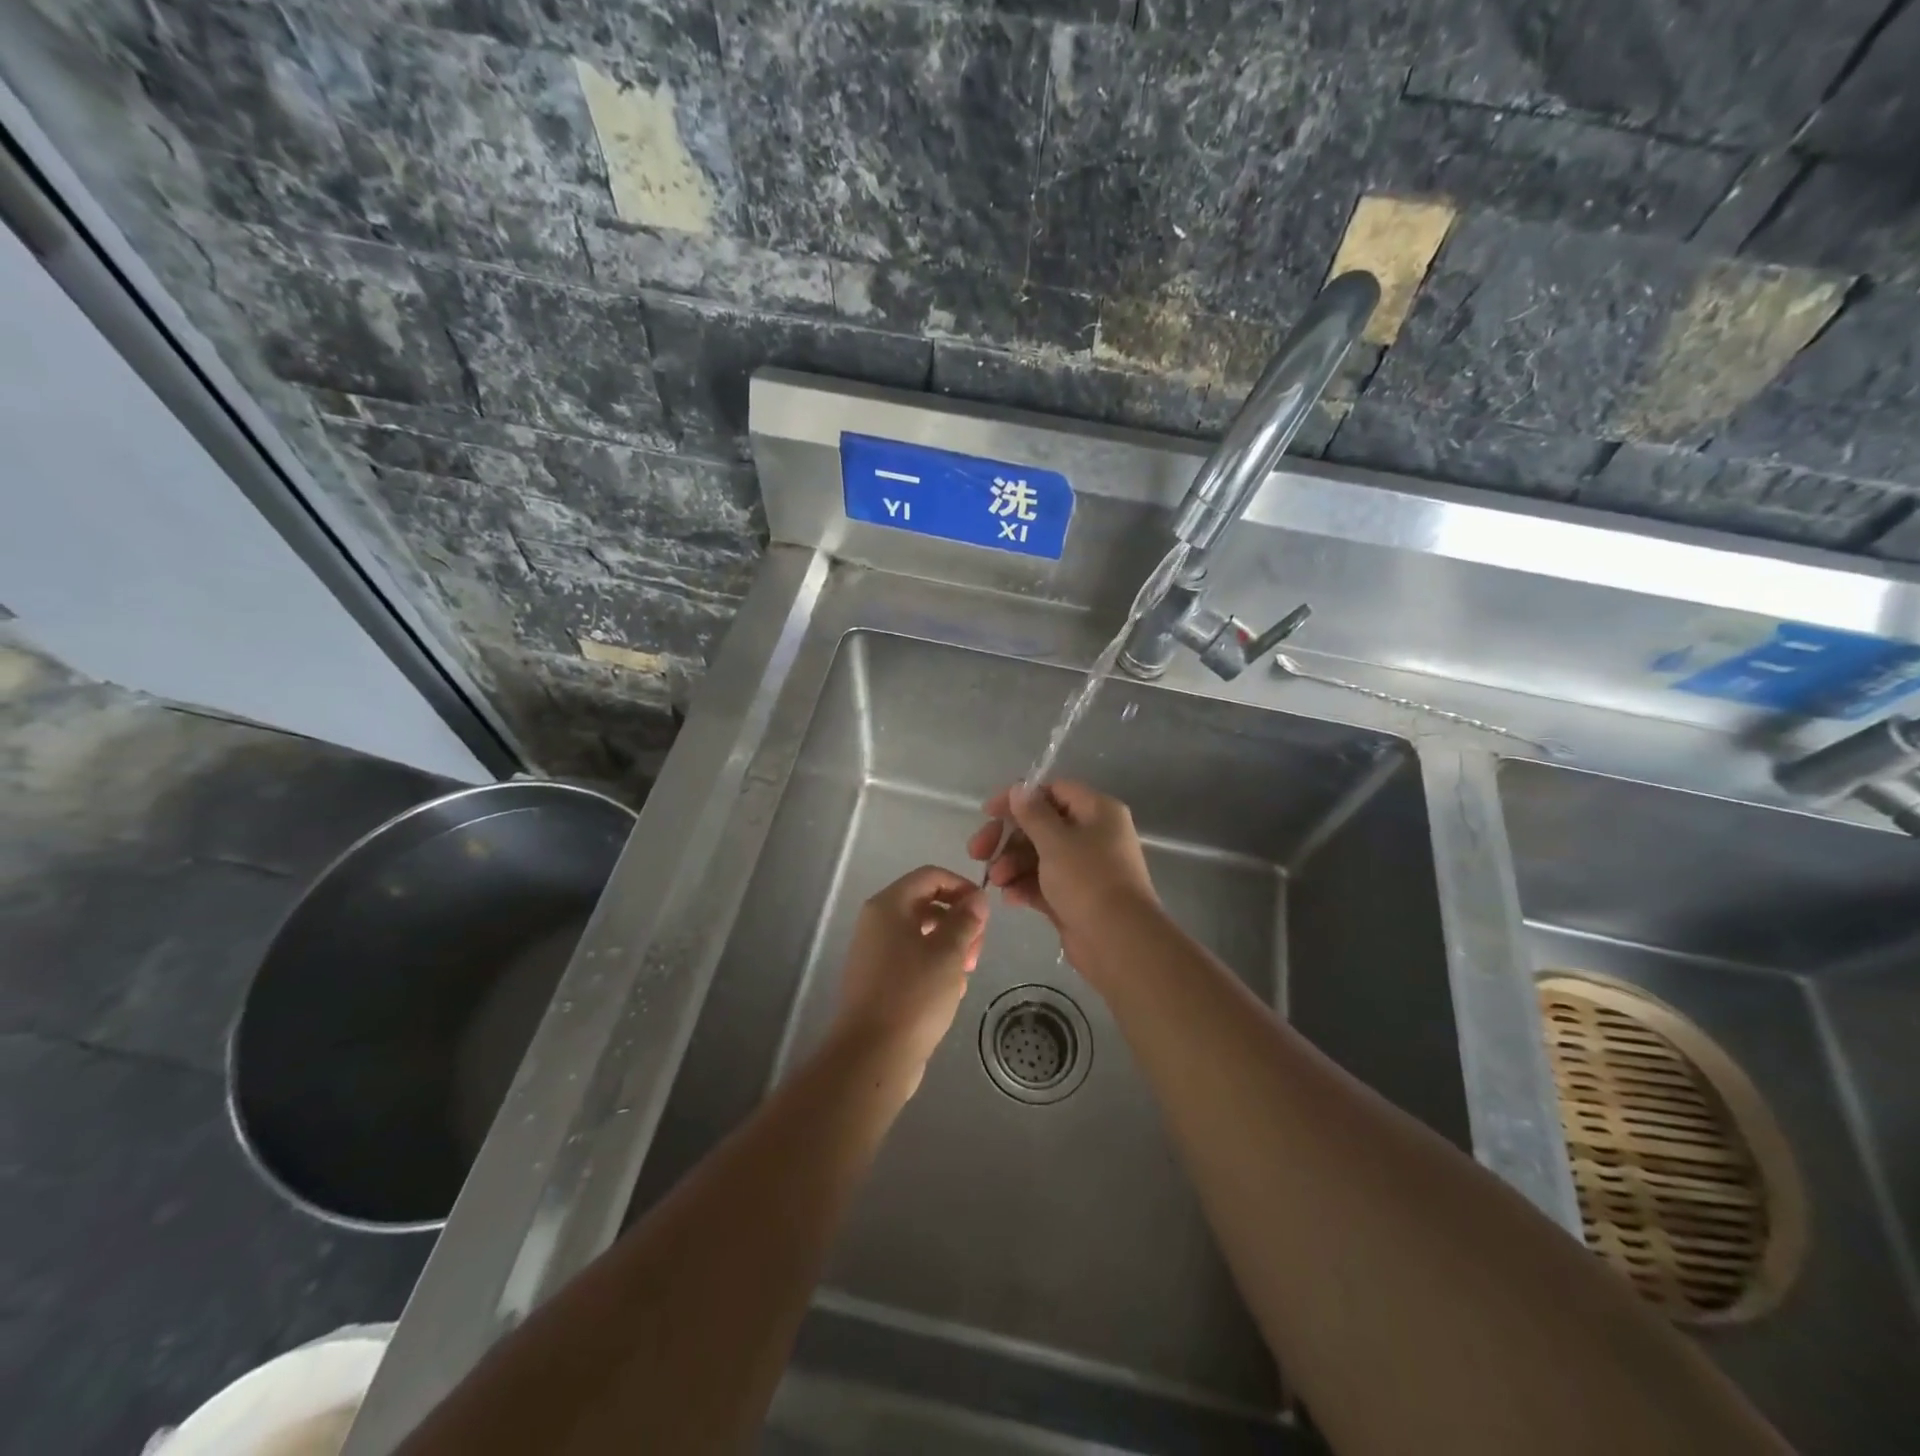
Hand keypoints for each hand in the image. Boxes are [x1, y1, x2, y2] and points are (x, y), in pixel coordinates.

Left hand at [830, 866, 989, 1097]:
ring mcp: (874, 952)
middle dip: (958, 921)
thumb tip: (976, 898)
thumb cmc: (914, 995)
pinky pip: (911, 959)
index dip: (961, 886)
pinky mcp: (877, 980)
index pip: (930, 876)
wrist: (873, 1055)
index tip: (985, 912)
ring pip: (921, 934)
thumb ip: (965, 920)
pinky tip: (950, 991)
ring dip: (949, 946)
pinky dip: (933, 966)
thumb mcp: (949, 953)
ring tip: (966, 972)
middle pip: (925, 904)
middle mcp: (876, 922)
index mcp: (888, 906)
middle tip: (978, 949)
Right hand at [966, 781, 1158, 969]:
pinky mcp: (1076, 897)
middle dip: (1008, 838)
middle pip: (1041, 825)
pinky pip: (1044, 883)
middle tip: (978, 852)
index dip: (1019, 799)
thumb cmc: (1087, 880)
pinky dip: (1025, 886)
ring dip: (1012, 864)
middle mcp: (1093, 834)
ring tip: (996, 881)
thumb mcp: (1055, 841)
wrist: (1118, 942)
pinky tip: (1010, 897)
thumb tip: (1019, 788)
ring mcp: (1085, 868)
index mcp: (1097, 811)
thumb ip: (1032, 813)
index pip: (1053, 792)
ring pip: (1039, 855)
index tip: (988, 813)